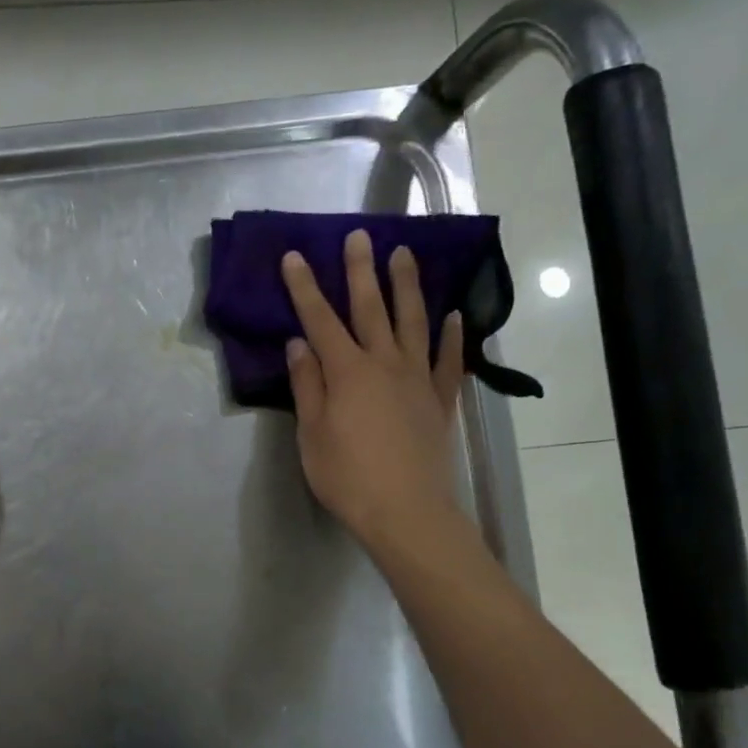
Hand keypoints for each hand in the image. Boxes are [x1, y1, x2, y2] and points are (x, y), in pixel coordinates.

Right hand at [281, 231, 465, 553]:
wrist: (406, 511)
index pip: (320, 320)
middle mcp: (384, 364)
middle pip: (370, 309)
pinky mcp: (439, 400)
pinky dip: (451, 335)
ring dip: (407, 287)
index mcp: (346, 372)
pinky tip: (453, 316)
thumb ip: (307, 385)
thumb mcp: (311, 434)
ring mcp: (417, 379)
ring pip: (413, 322)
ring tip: (405, 255)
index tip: (295, 256)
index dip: (305, 288)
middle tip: (360, 236)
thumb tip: (299, 343)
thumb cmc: (347, 476)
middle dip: (360, 271)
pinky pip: (448, 360)